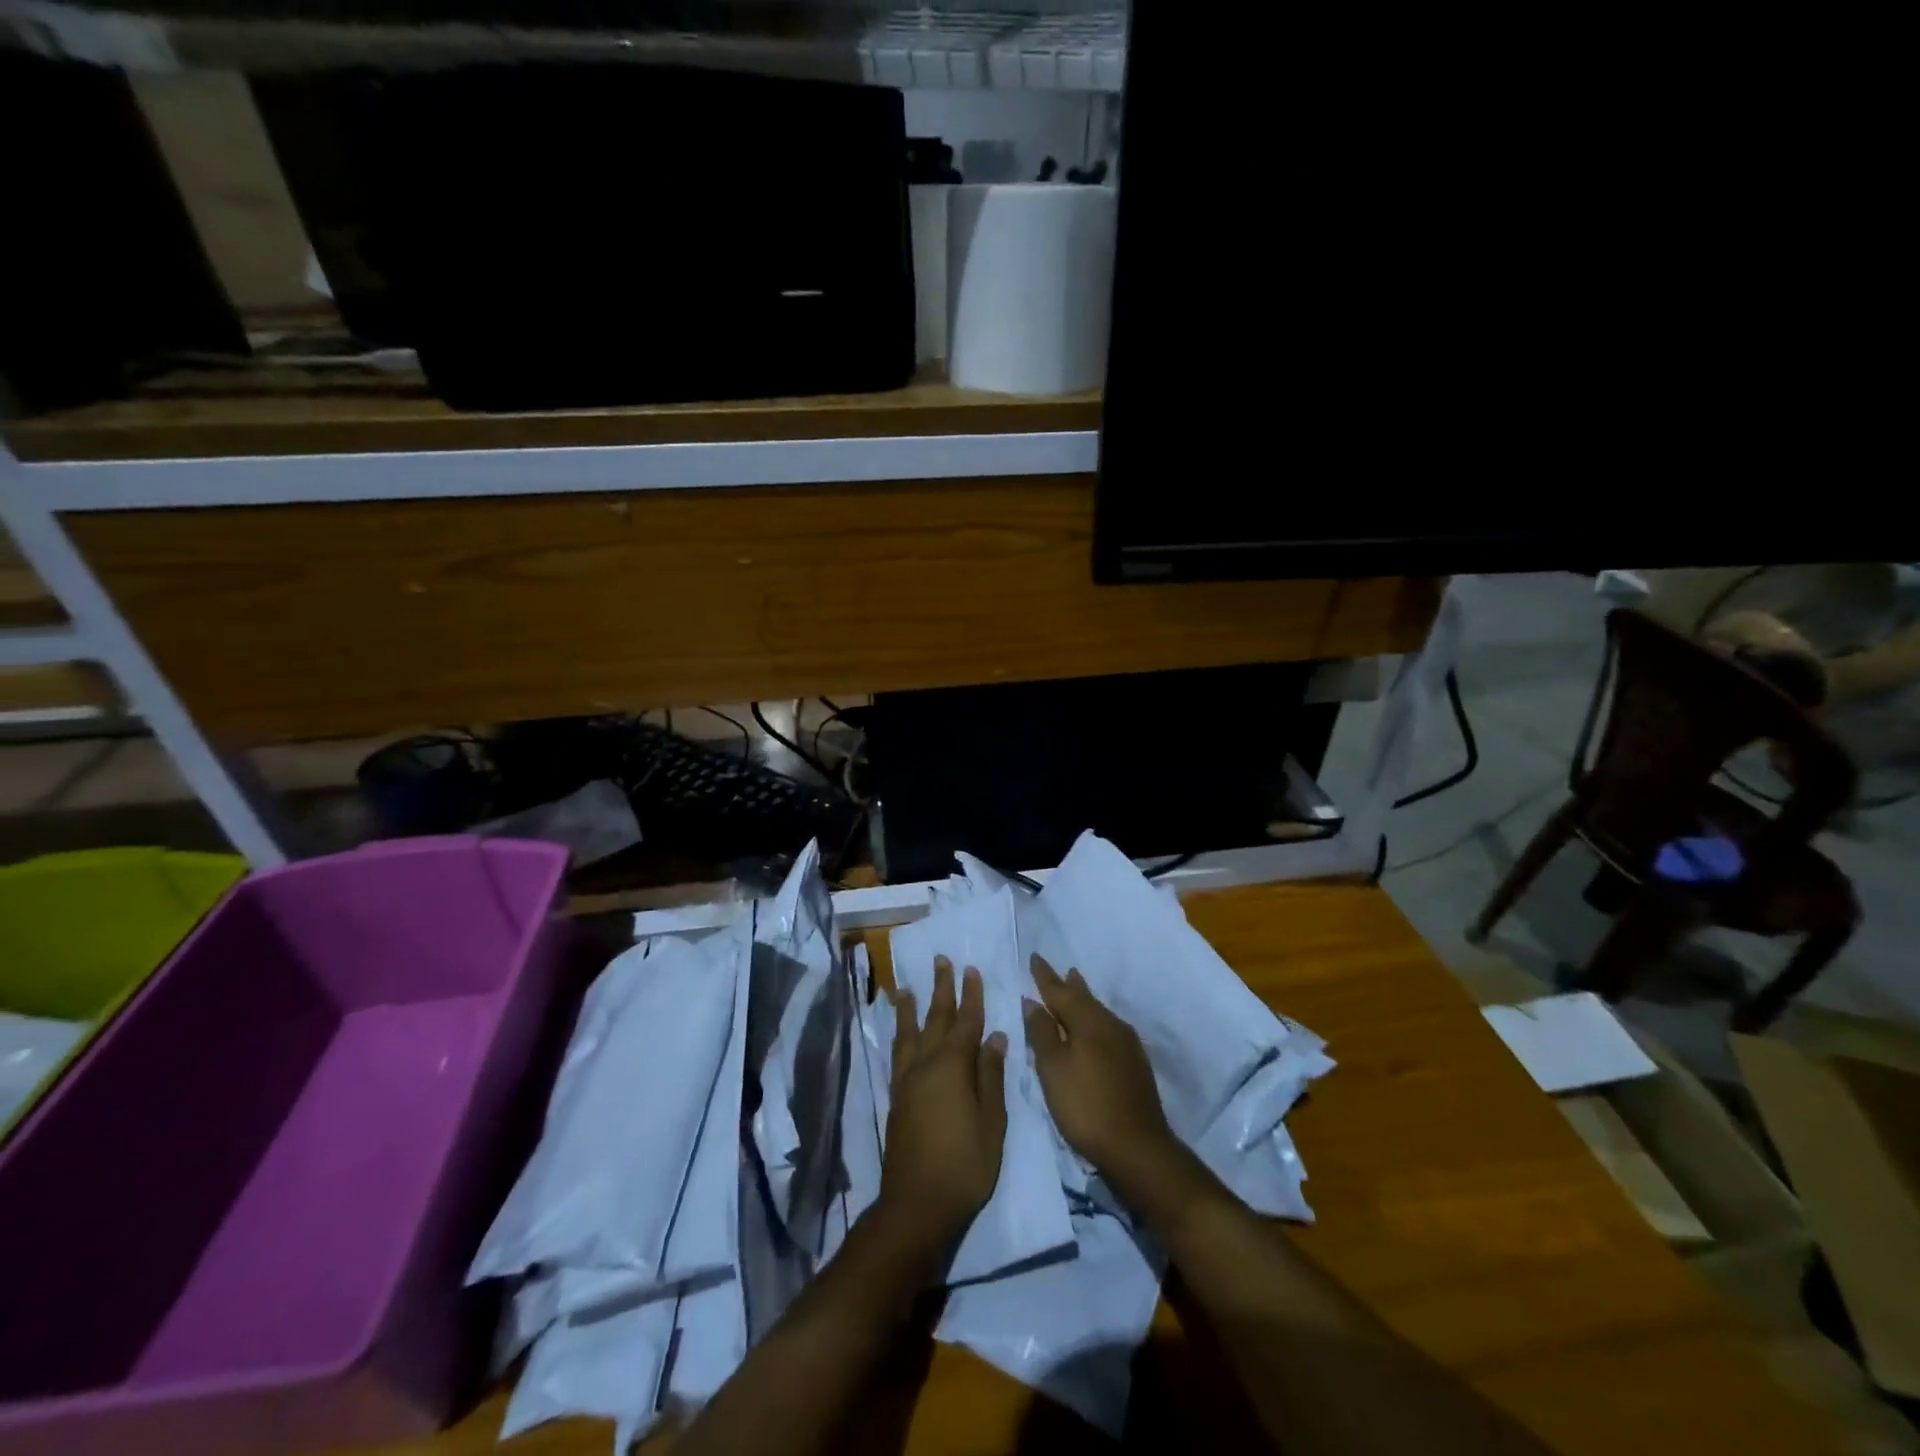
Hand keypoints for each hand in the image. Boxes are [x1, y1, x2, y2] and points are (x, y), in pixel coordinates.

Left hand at [880, 956, 1007, 1254]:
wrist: (916, 1204)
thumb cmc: (964, 1165)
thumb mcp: (991, 1123)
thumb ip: (991, 1077)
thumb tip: (995, 1037)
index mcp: (952, 1068)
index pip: (965, 1022)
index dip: (970, 996)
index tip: (971, 969)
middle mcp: (925, 1066)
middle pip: (934, 1019)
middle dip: (940, 989)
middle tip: (940, 960)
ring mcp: (907, 1081)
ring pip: (909, 1034)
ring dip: (911, 1008)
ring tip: (906, 988)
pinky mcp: (896, 1098)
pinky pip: (898, 1054)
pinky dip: (899, 1036)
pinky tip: (900, 1033)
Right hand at [1023, 954, 1181, 1196]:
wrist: (1138, 1147)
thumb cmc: (1086, 1106)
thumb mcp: (1053, 1069)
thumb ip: (1042, 1033)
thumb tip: (1032, 1001)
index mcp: (1088, 1021)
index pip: (1060, 991)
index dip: (1045, 976)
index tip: (1034, 957)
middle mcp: (1110, 1024)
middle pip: (1084, 998)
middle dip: (1069, 984)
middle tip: (1060, 969)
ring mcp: (1127, 1044)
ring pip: (1099, 1012)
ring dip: (1084, 1000)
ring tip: (1076, 988)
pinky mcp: (1135, 1063)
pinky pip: (1108, 1028)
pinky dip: (1095, 1020)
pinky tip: (1094, 1029)